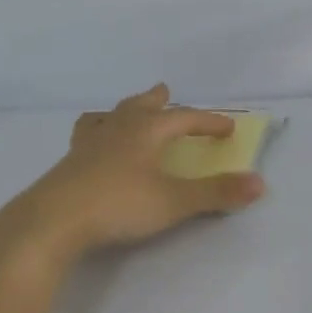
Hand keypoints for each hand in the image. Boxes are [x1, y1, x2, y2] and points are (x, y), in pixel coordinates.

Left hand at [0, 85, 264, 266]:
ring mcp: (87, 146)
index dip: (208, 122)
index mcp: (144, 132)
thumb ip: (216, 193)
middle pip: (139, 107)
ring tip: (122, 113)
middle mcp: (116, 130)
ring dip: (122, 112)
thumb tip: (260, 182)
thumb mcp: (174, 202)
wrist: (51, 222)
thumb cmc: (118, 205)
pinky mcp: (67, 166)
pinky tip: (91, 148)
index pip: (183, 118)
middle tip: (163, 91)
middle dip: (156, 101)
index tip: (228, 126)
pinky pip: (86, 138)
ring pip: (107, 118)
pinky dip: (97, 134)